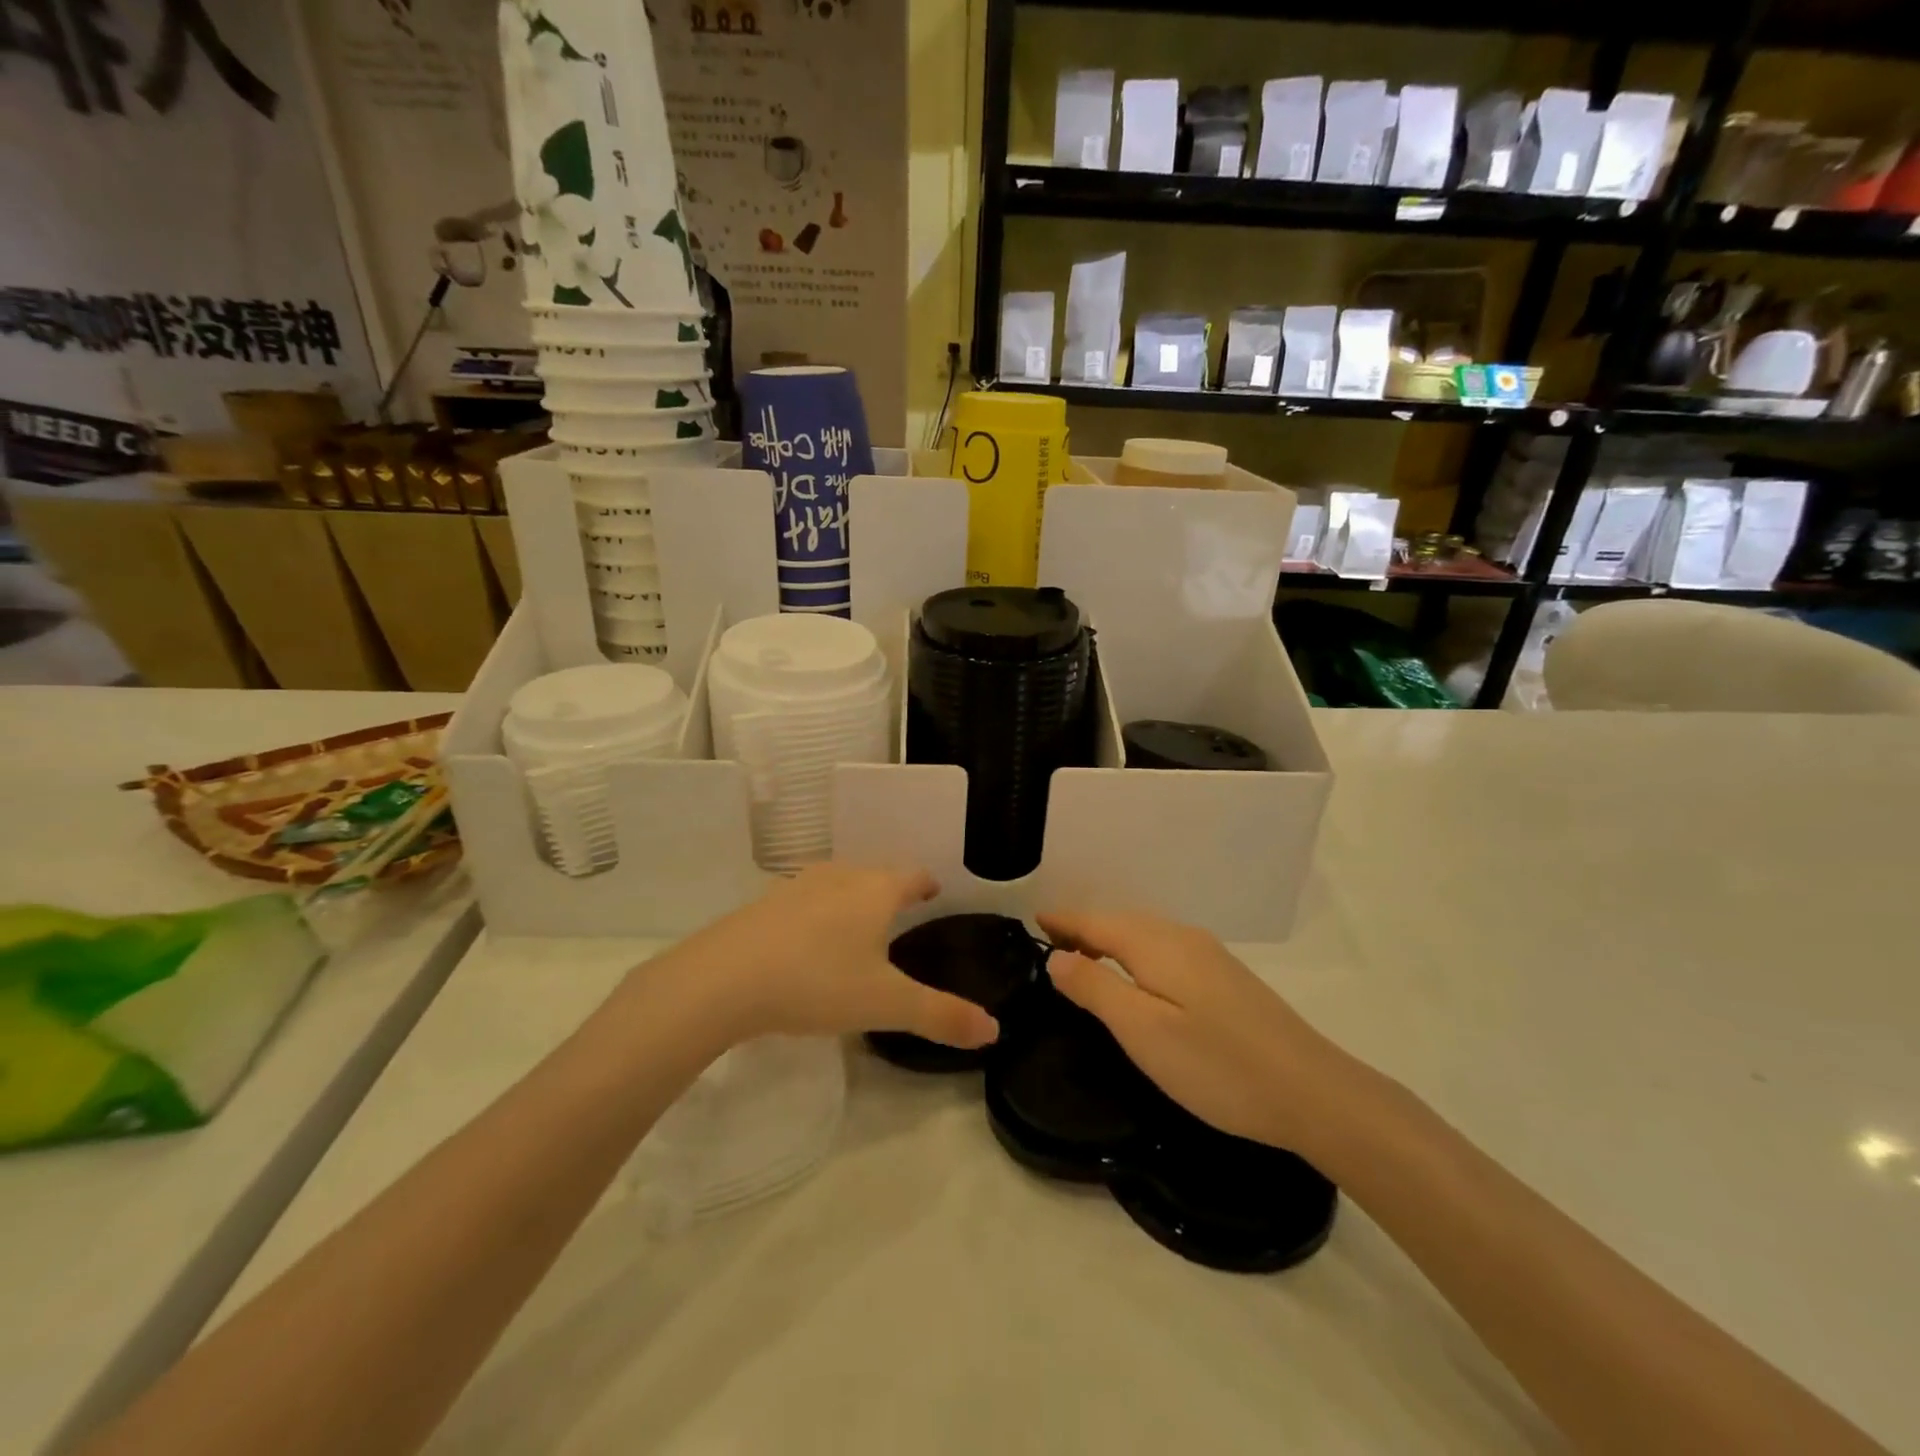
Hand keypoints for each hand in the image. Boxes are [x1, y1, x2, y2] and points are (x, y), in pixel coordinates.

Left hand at [663, 865, 998, 1050]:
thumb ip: (941, 1015)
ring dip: (850, 897)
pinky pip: (801, 900)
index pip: (911, 875)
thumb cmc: (817, 982)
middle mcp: (838, 877)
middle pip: (874, 874)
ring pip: (835, 884)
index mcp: (875, 891)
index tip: (933, 891)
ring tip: (856, 922)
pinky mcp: (762, 905)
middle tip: (900, 911)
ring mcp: (795, 887)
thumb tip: (994, 1029)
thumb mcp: (885, 1004)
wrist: (723, 979)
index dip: (926, 883)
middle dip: (889, 889)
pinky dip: (815, 913)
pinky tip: (805, 940)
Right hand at [1037, 910, 1352, 1154]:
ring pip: (1146, 935)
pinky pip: (1166, 950)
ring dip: (1112, 940)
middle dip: (1086, 928)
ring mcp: (1210, 956)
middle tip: (1052, 943)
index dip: (1064, 921)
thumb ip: (1096, 988)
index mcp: (1157, 945)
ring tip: (1086, 958)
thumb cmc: (1217, 1065)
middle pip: (1122, 922)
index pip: (1097, 922)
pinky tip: (1140, 978)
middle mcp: (1183, 938)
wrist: (1313, 1092)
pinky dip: (1138, 953)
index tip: (1035, 922)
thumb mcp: (1143, 1031)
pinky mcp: (1227, 979)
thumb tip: (1056, 956)